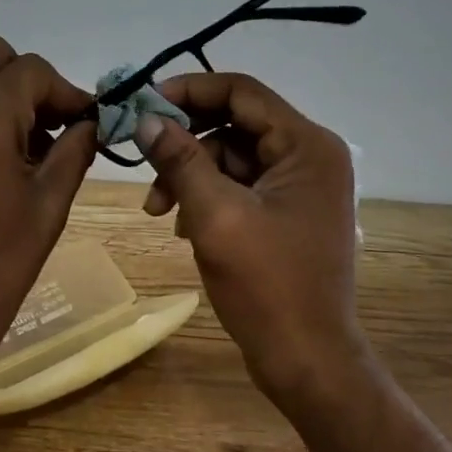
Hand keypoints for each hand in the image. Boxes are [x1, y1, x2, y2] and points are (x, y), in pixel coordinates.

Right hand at [134, 73, 369, 401]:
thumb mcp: (215, 215)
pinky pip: (239, 184)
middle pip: (233, 123)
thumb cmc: (267, 286)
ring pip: (231, 156)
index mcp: (306, 146)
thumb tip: (145, 118)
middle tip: (143, 161)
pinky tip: (182, 225)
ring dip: (190, 174)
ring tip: (158, 209)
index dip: (188, 91)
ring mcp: (300, 185)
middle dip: (184, 142)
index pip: (240, 91)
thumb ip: (180, 159)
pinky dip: (206, 196)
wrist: (307, 360)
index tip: (142, 105)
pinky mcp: (287, 210)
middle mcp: (309, 155)